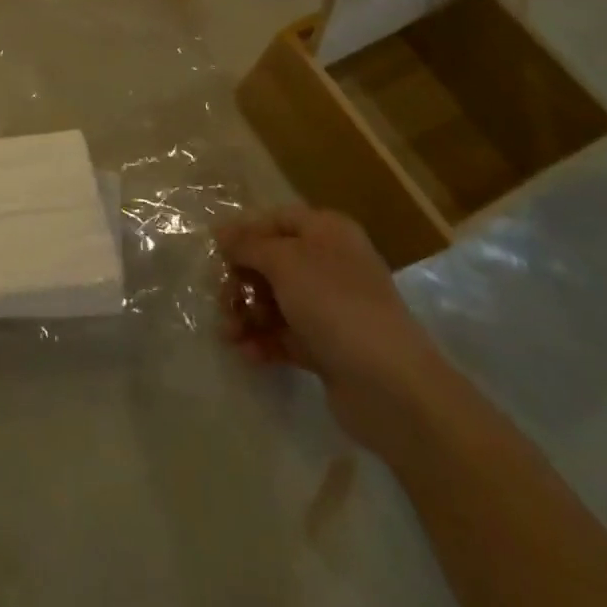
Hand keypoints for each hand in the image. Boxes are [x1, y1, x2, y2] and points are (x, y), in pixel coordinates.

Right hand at [217, 207, 451, 452]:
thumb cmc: (334, 303)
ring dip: (247, 314)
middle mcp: (331, 264)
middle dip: (241, 280)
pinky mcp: (329, 347)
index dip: (245, 232)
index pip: (276, 220)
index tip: (215, 251)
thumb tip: (221, 232)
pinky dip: (264, 341)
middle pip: (272, 262)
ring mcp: (331, 308)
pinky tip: (247, 353)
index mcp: (327, 232)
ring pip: (276, 301)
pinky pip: (286, 335)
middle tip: (220, 300)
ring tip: (228, 334)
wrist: (391, 386)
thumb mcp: (283, 261)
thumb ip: (248, 244)